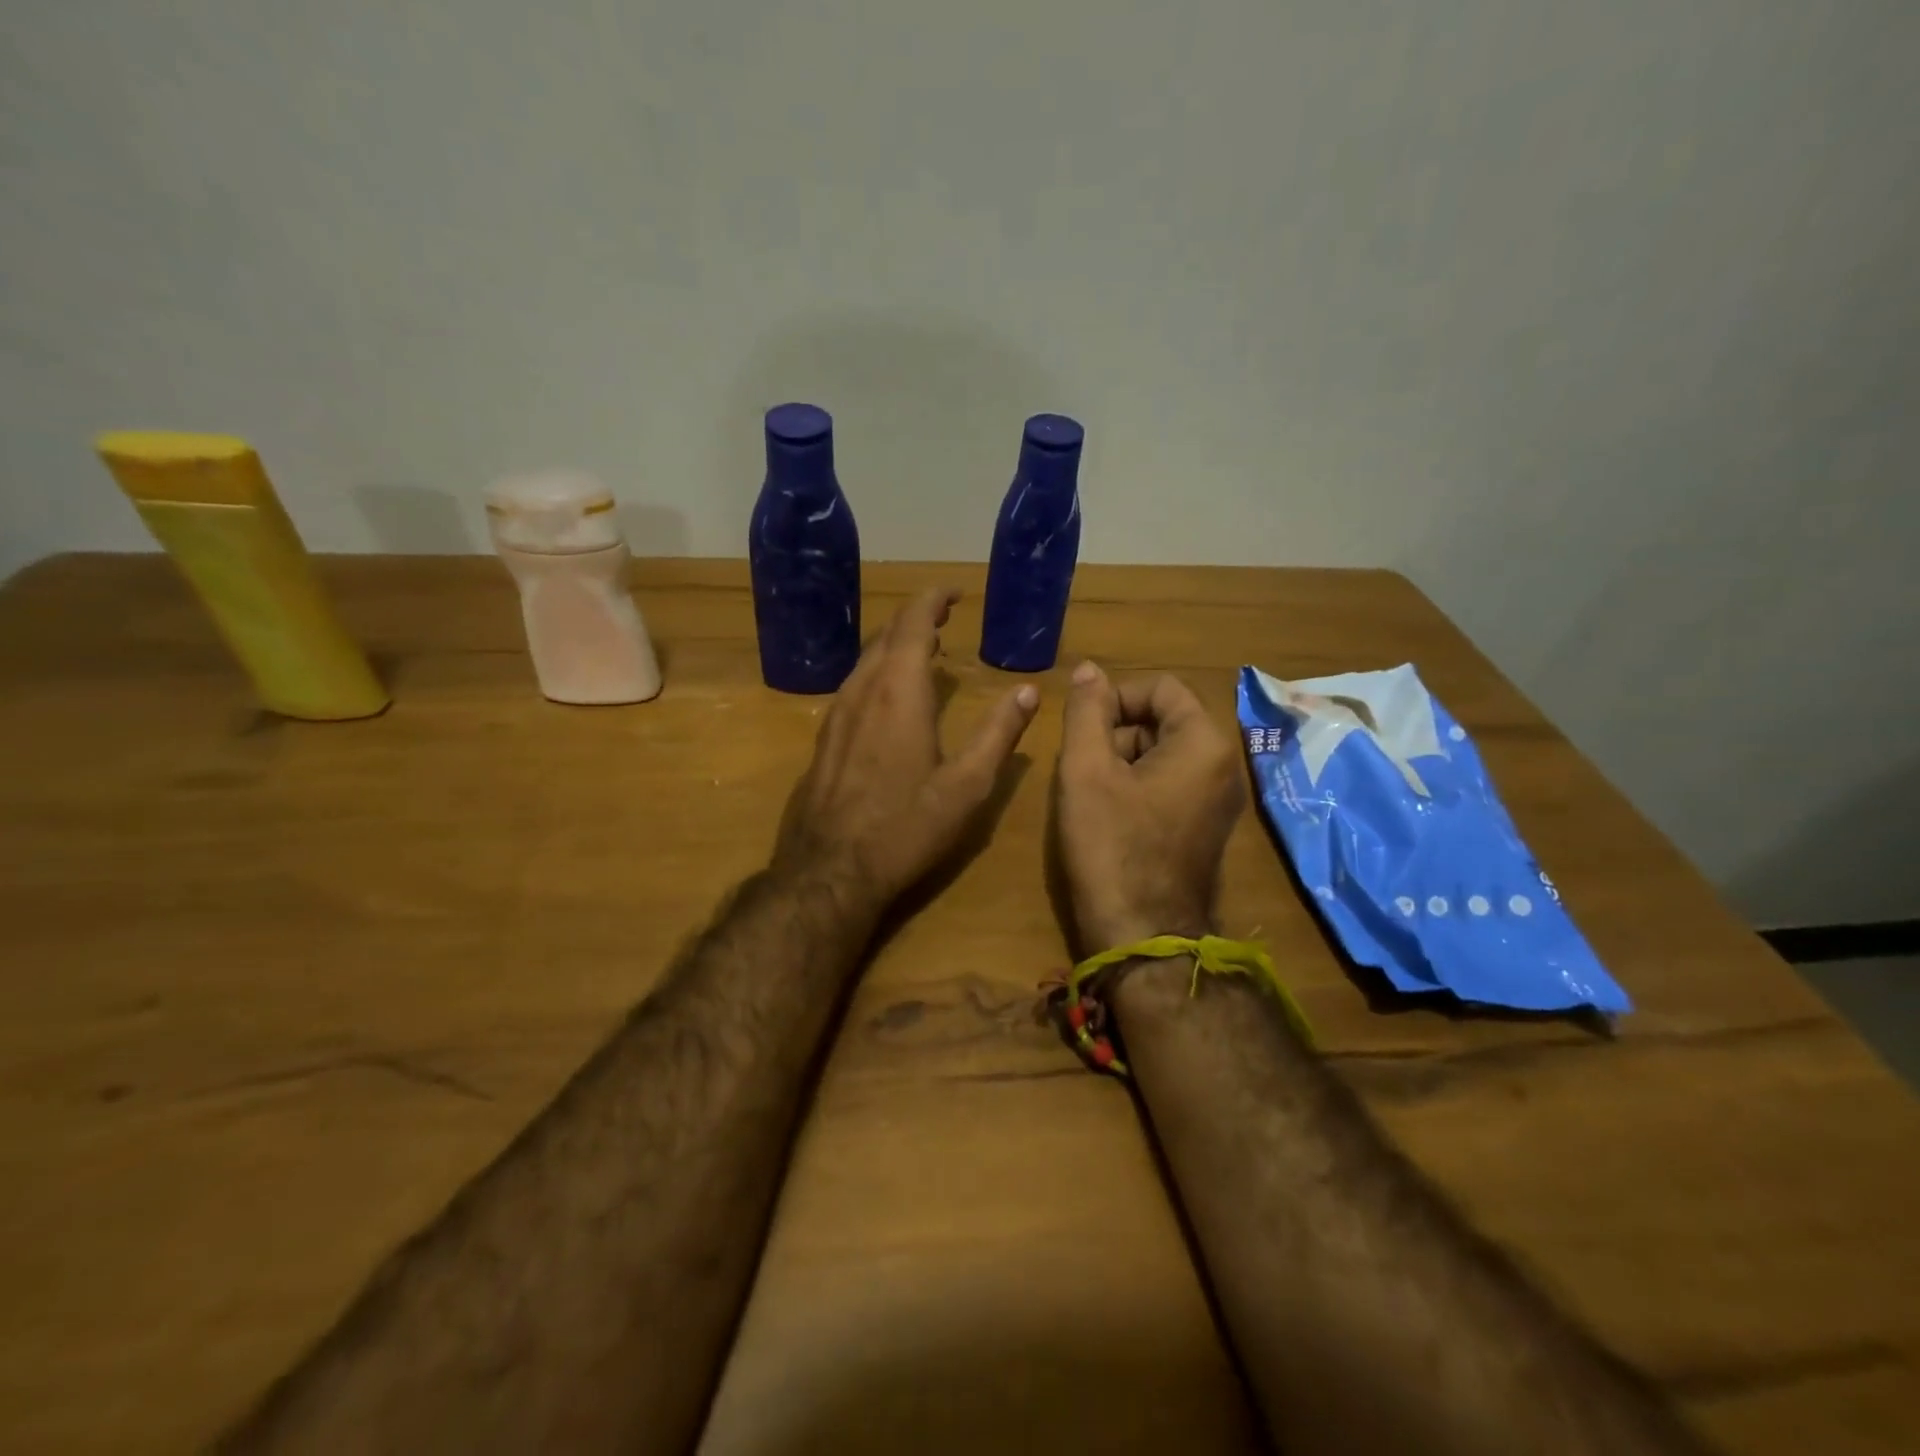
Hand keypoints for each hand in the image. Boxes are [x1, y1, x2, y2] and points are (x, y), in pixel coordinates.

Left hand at [776, 588, 1038, 913]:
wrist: (830, 871)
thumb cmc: (906, 828)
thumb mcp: (967, 785)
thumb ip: (999, 734)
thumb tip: (1029, 691)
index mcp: (899, 692)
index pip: (913, 623)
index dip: (933, 599)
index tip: (955, 592)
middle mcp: (862, 692)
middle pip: (886, 637)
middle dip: (916, 619)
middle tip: (944, 618)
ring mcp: (835, 715)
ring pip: (865, 662)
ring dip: (894, 647)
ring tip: (922, 651)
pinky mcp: (823, 740)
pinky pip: (852, 688)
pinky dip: (876, 674)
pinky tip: (886, 698)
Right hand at [1055, 661, 1245, 951]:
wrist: (1143, 939)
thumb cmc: (1112, 848)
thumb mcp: (1086, 771)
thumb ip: (1087, 712)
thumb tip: (1089, 670)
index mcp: (1203, 744)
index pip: (1160, 688)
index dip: (1114, 697)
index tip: (1081, 728)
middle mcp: (1223, 767)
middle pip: (1163, 720)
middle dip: (1116, 732)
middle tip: (1081, 767)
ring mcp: (1218, 802)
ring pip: (1162, 754)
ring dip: (1121, 761)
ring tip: (1090, 795)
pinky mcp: (1205, 829)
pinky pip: (1169, 786)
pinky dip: (1135, 788)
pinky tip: (1108, 817)